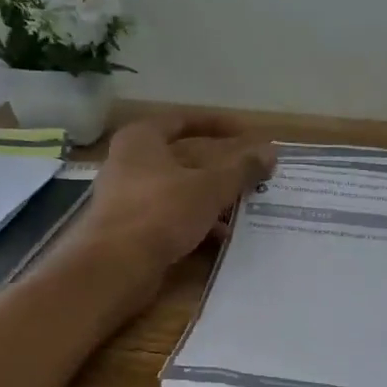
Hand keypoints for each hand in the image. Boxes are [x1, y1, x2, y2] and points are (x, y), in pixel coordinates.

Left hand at [73, 113, 276, 288]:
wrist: (115, 266)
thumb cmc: (161, 212)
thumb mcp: (210, 188)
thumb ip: (241, 169)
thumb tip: (271, 152)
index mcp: (141, 139)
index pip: (183, 120)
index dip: (216, 125)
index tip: (246, 134)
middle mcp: (128, 162)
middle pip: (181, 158)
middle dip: (218, 169)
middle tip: (248, 175)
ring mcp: (126, 197)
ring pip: (177, 190)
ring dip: (209, 199)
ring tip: (241, 208)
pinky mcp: (129, 228)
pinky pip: (168, 217)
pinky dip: (194, 222)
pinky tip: (220, 236)